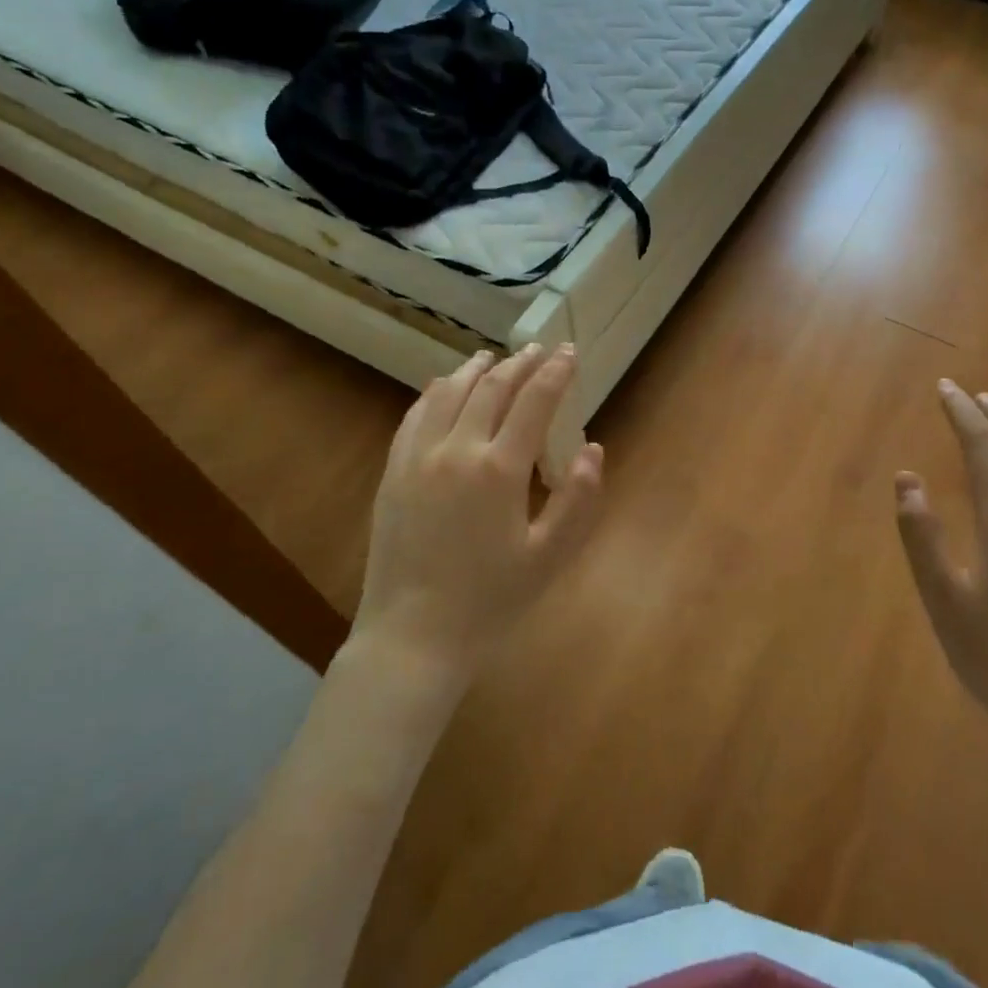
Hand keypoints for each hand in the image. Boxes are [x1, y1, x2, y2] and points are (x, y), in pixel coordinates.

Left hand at [353, 345, 605, 681]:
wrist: (412, 637)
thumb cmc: (490, 601)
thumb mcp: (549, 556)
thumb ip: (578, 499)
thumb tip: (593, 449)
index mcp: (499, 469)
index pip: (534, 402)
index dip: (555, 373)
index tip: (569, 352)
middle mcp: (457, 450)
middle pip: (491, 388)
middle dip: (519, 364)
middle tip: (538, 350)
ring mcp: (418, 458)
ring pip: (448, 393)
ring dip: (475, 370)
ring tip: (492, 358)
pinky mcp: (393, 472)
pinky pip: (415, 416)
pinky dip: (435, 392)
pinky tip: (443, 387)